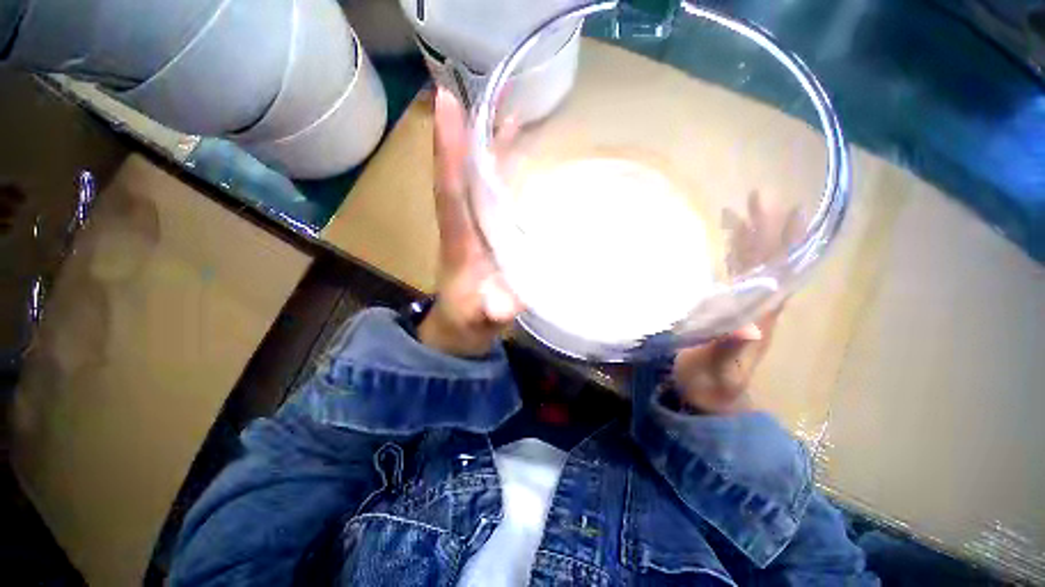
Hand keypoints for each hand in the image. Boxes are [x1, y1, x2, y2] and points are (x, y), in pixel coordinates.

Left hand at [417, 89, 523, 356]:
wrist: (462, 324)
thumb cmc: (469, 319)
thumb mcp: (479, 321)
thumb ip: (491, 312)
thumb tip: (507, 302)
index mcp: (458, 240)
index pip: (449, 189)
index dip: (448, 150)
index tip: (448, 103)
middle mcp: (463, 223)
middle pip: (461, 170)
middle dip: (468, 130)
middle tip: (485, 88)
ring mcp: (476, 223)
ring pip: (477, 175)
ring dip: (488, 141)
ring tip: (507, 105)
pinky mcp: (487, 227)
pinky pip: (493, 189)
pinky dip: (503, 165)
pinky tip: (518, 147)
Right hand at [671, 192, 801, 413]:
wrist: (708, 396)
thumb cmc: (713, 385)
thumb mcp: (722, 372)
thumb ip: (732, 349)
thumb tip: (750, 324)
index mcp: (761, 316)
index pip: (779, 273)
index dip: (784, 243)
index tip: (786, 210)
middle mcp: (756, 305)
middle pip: (768, 261)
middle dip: (766, 229)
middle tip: (758, 197)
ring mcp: (740, 305)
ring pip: (751, 265)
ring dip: (749, 237)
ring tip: (741, 210)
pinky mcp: (723, 308)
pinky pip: (732, 275)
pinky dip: (730, 255)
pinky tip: (725, 241)